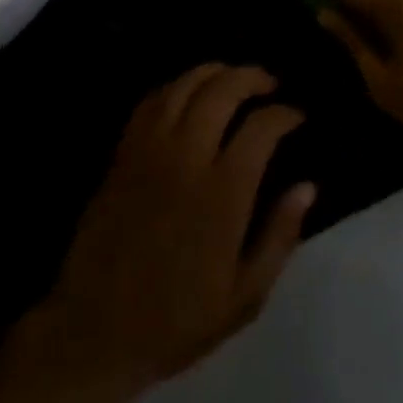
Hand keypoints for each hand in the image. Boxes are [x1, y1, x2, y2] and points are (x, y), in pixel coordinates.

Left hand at [36, 64, 315, 398]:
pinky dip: (174, 87)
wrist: (95, 331)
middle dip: (251, 76)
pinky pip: (150, 102)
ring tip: (232, 77)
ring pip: (183, 86)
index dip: (284, 114)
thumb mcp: (244, 297)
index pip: (261, 128)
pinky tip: (187, 93)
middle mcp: (186, 159)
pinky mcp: (123, 154)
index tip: (296, 116)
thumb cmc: (177, 320)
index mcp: (222, 194)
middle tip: (269, 83)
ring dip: (213, 72)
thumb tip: (307, 186)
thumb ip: (279, 237)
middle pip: (222, 91)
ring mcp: (149, 152)